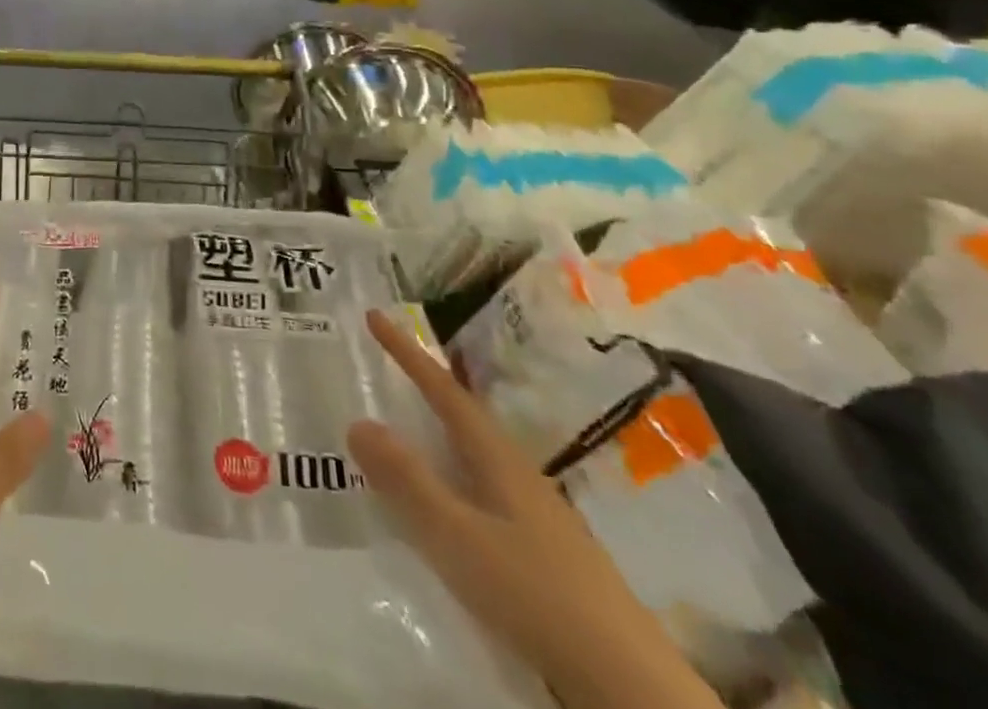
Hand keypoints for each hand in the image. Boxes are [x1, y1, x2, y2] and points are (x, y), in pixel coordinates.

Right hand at [350, 310, 722, 708]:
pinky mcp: (544, 552)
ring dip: (438, 433)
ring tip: (406, 427)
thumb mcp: (458, 537)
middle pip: (463, 416)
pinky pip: (482, 490)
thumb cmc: (535, 595)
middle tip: (387, 364)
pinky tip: (446, 503)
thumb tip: (358, 421)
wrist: (630, 685)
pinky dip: (452, 476)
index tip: (376, 315)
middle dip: (424, 386)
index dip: (407, 353)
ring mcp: (536, 514)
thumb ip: (408, 481)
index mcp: (498, 458)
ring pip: (474, 455)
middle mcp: (518, 474)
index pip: (444, 390)